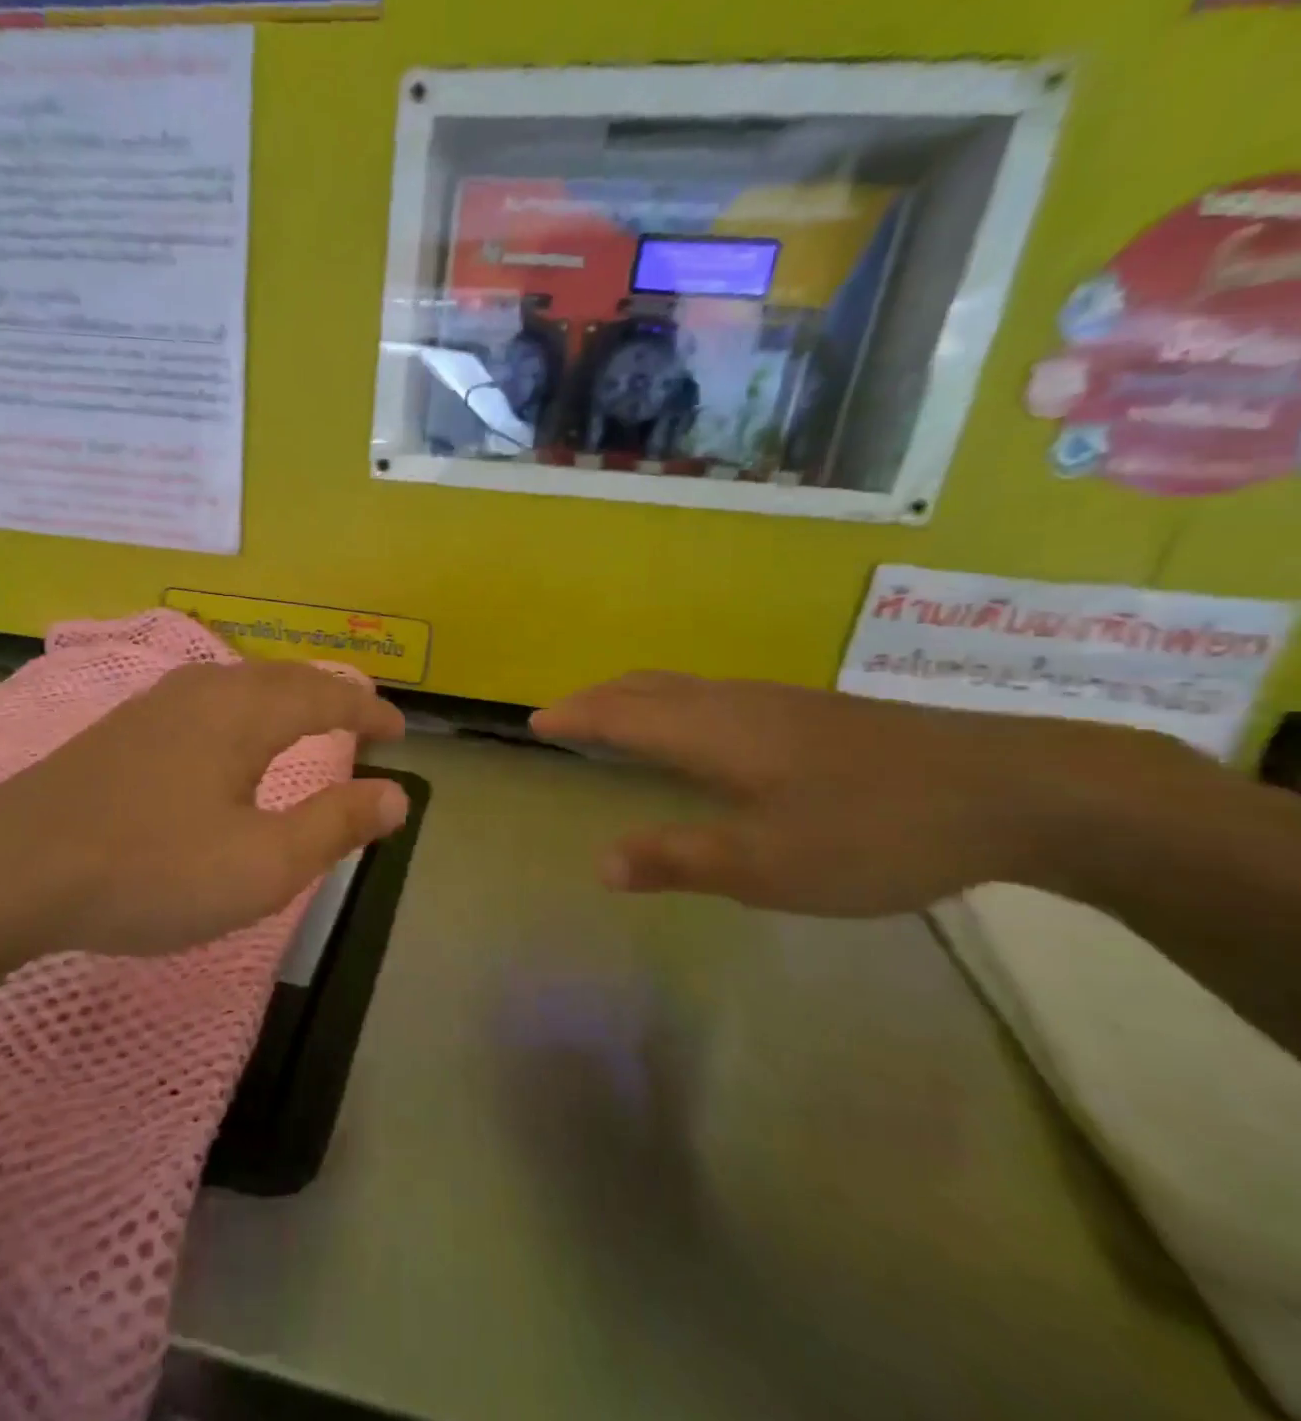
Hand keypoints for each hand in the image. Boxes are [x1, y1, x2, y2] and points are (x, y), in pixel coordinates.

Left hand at [0, 660, 408, 964]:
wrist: (9, 870)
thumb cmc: (150, 868)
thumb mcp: (262, 865)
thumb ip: (335, 825)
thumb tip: (396, 796)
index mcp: (245, 712)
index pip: (327, 698)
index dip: (369, 713)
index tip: (399, 731)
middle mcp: (204, 690)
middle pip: (285, 679)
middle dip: (332, 698)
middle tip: (362, 722)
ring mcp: (155, 704)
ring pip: (241, 684)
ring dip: (286, 698)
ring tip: (306, 723)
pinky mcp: (122, 727)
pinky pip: (207, 700)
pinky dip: (245, 710)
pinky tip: (227, 737)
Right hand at [530, 671, 1193, 917]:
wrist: (1014, 790)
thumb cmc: (872, 830)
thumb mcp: (766, 863)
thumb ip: (678, 859)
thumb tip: (598, 863)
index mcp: (711, 732)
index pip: (621, 713)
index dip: (575, 715)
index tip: (536, 722)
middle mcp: (735, 703)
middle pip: (648, 687)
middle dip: (598, 699)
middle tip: (564, 718)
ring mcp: (779, 703)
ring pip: (684, 688)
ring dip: (637, 699)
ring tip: (616, 720)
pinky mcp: (814, 714)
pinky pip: (715, 697)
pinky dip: (676, 705)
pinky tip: (698, 733)